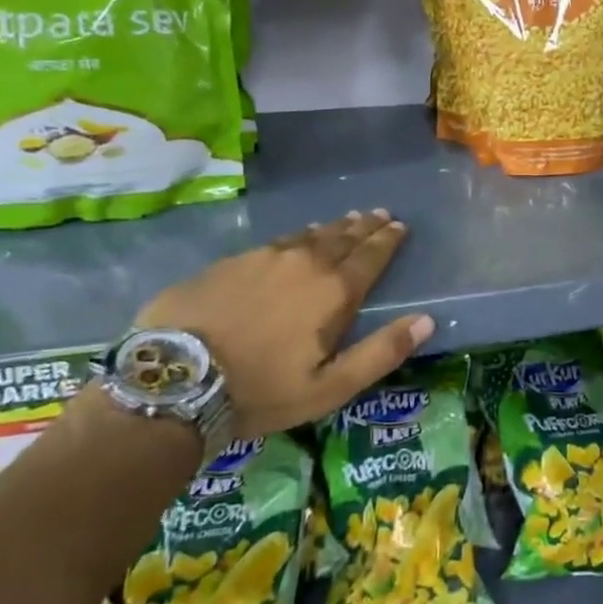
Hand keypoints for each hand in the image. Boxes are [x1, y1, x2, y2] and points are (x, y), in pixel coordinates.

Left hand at [135, 210, 433, 437]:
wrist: (175, 378)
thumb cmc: (262, 390)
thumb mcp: (330, 387)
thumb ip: (382, 352)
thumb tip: (427, 320)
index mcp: (334, 291)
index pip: (371, 256)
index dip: (388, 240)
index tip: (399, 225)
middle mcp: (305, 263)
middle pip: (343, 238)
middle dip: (365, 226)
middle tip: (379, 214)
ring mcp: (265, 257)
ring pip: (310, 235)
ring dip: (333, 227)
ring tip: (347, 220)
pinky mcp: (232, 261)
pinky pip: (277, 241)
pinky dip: (297, 237)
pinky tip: (297, 238)